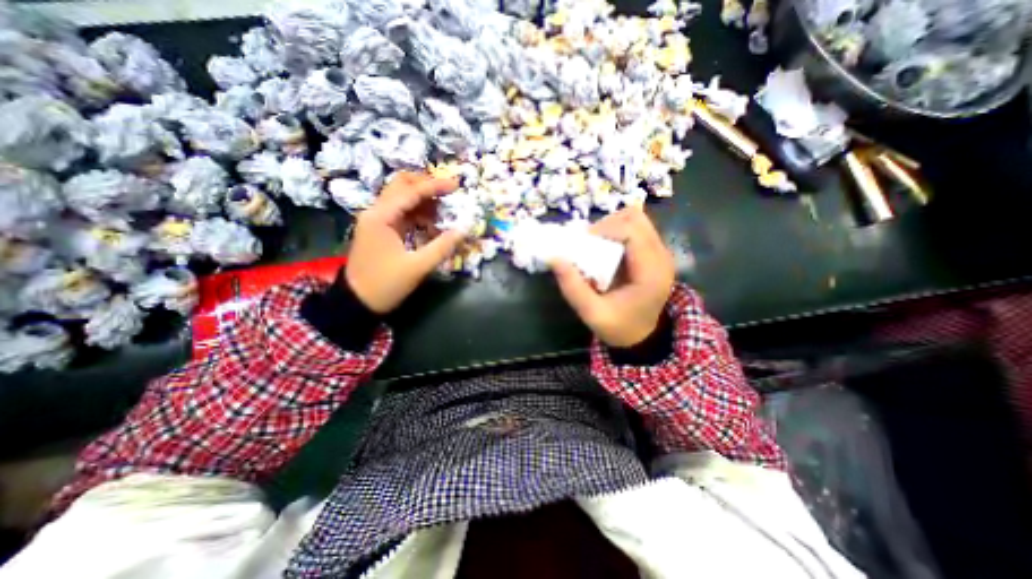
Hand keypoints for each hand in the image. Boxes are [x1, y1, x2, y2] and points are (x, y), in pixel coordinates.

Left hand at [347, 171, 462, 313]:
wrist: (357, 303)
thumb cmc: (385, 285)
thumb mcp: (417, 267)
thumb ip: (442, 247)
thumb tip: (464, 229)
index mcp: (381, 217)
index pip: (411, 192)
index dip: (435, 186)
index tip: (456, 185)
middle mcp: (376, 212)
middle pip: (401, 186)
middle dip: (426, 186)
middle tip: (449, 193)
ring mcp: (377, 221)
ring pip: (402, 199)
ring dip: (423, 200)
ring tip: (445, 211)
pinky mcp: (381, 230)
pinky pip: (402, 213)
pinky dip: (418, 214)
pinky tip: (432, 224)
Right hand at [552, 208, 673, 346]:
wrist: (642, 337)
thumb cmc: (619, 327)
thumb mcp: (592, 313)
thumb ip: (572, 287)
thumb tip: (553, 257)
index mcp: (650, 273)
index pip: (632, 231)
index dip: (605, 229)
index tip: (584, 242)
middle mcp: (661, 257)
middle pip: (637, 218)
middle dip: (607, 224)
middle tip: (589, 242)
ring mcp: (661, 253)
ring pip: (637, 219)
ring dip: (612, 226)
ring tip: (596, 244)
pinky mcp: (655, 253)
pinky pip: (637, 229)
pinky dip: (618, 231)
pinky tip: (606, 248)